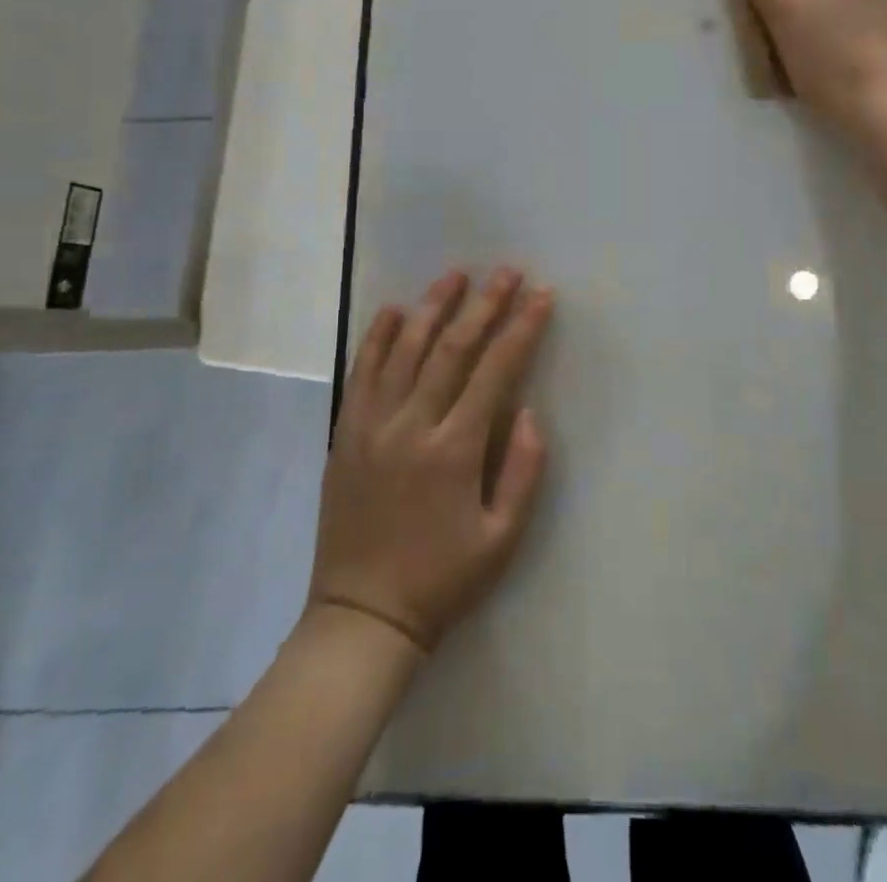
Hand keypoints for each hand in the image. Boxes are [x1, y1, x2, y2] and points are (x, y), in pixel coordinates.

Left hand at [308, 268, 553, 654]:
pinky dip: (377, 337)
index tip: (541, 295)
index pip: (495, 371)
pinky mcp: (345, 433)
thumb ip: (522, 471)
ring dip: (432, 307)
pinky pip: (361, 373)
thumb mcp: (502, 539)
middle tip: (506, 271)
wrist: (362, 615)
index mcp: (454, 449)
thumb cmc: (441, 578)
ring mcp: (372, 425)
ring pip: (404, 349)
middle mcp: (412, 425)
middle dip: (484, 304)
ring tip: (455, 275)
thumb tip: (528, 411)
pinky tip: (392, 310)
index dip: (521, 328)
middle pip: (452, 348)